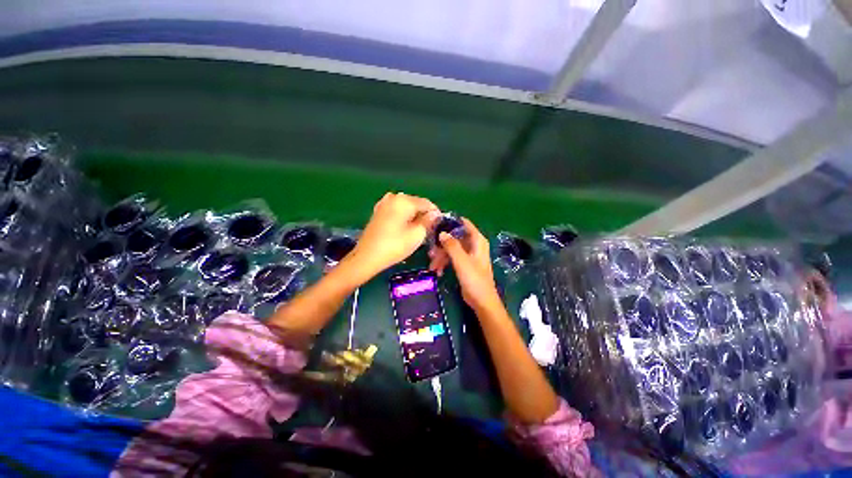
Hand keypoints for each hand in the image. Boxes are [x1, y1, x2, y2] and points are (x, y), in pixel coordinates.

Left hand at [348, 193, 439, 279]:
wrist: (367, 257)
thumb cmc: (395, 246)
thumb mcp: (417, 234)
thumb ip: (428, 221)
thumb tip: (434, 214)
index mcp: (404, 200)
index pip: (427, 203)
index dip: (435, 213)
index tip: (440, 224)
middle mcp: (394, 197)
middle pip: (416, 203)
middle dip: (424, 215)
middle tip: (430, 230)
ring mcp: (384, 203)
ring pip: (406, 207)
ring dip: (414, 216)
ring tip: (418, 230)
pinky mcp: (378, 211)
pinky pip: (396, 211)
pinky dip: (403, 217)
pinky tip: (405, 228)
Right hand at [431, 218, 501, 313]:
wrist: (481, 301)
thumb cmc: (474, 279)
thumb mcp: (461, 261)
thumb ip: (452, 245)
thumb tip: (441, 233)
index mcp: (477, 241)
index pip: (464, 223)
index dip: (451, 222)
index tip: (436, 224)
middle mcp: (474, 245)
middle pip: (455, 238)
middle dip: (442, 245)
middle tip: (431, 253)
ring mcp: (469, 255)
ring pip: (452, 249)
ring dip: (441, 256)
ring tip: (432, 266)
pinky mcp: (464, 264)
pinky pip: (452, 258)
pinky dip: (445, 263)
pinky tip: (438, 271)